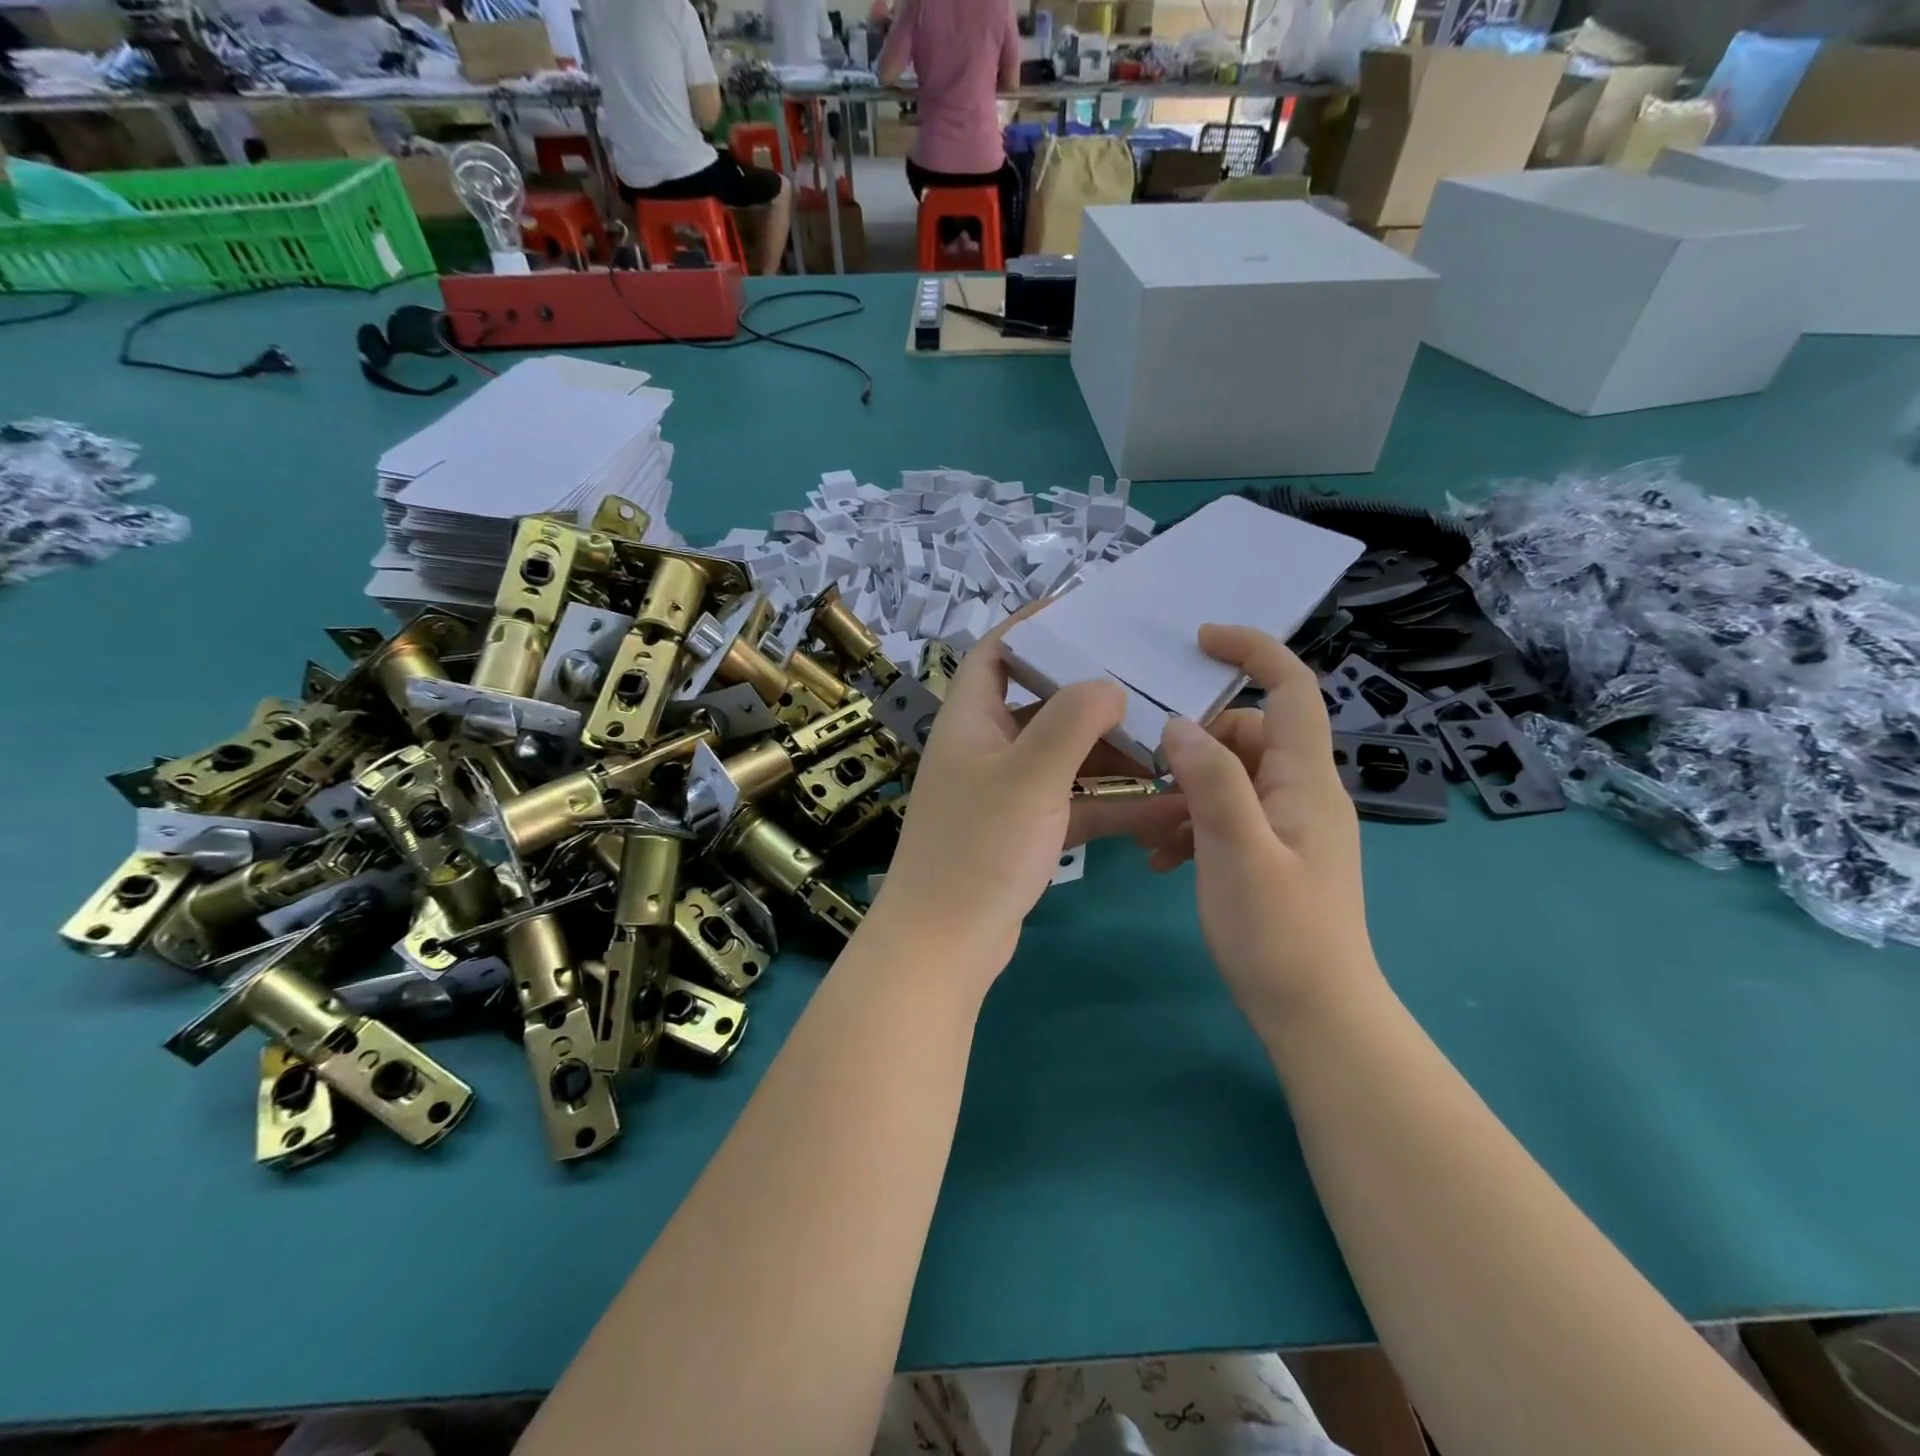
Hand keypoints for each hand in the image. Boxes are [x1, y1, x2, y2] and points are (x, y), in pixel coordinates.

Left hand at [871, 620, 1132, 979]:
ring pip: (1063, 757)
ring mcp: (1004, 793)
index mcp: (971, 721)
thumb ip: (1070, 723)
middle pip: (1039, 703)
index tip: (1086, 611)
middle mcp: (985, 749)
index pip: (996, 653)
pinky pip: (1073, 803)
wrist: (946, 946)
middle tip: (1147, 680)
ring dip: (1110, 753)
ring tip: (1168, 741)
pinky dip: (1111, 802)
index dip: (1034, 626)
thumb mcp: (1029, 776)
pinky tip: (1166, 805)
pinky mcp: (1023, 832)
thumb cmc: (979, 848)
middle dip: (1090, 694)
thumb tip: (1106, 683)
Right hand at [1154, 625, 1382, 1026]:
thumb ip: (1212, 780)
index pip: (1292, 688)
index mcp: (1306, 780)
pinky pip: (1230, 814)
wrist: (1315, 1014)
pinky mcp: (1274, 852)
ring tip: (1152, 831)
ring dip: (1189, 790)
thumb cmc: (1278, 933)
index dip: (1252, 651)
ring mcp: (1290, 825)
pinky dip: (1194, 823)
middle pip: (1250, 733)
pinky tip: (1163, 860)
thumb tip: (1179, 724)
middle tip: (1152, 774)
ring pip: (1232, 776)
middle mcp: (1304, 792)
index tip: (1199, 640)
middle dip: (1198, 744)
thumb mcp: (1237, 851)